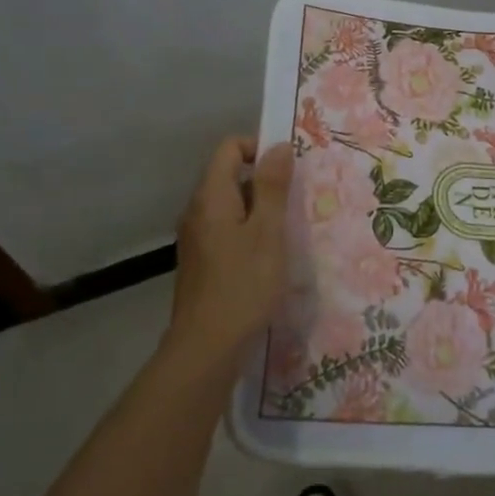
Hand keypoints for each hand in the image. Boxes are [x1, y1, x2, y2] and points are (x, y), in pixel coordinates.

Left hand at [167, 137, 294, 364]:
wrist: (206, 349)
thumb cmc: (243, 285)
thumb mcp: (268, 232)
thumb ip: (273, 187)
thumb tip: (279, 146)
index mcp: (211, 196)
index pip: (230, 148)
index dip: (259, 147)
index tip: (289, 168)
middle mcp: (198, 210)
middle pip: (230, 175)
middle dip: (265, 180)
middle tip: (297, 199)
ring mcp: (197, 237)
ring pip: (231, 205)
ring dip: (261, 209)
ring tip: (290, 228)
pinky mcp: (202, 261)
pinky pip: (227, 230)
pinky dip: (250, 231)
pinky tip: (271, 256)